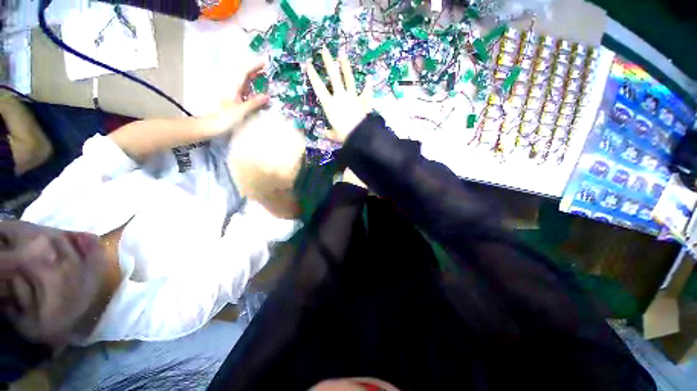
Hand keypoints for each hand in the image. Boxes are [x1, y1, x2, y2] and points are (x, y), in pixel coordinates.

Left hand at [207, 61, 269, 135]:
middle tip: (266, 67)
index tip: (266, 61)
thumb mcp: (240, 112)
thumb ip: (253, 103)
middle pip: (242, 71)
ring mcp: (229, 90)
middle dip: (254, 68)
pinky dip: (249, 83)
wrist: (208, 126)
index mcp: (232, 86)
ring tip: (263, 75)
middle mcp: (230, 85)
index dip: (255, 65)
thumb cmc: (223, 119)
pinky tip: (254, 86)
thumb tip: (267, 96)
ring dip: (251, 74)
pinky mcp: (230, 97)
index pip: (244, 71)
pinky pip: (241, 86)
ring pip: (241, 78)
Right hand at [305, 47, 371, 142]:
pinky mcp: (363, 100)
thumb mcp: (333, 135)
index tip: (308, 63)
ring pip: (348, 78)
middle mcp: (340, 97)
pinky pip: (366, 92)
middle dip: (328, 62)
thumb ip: (328, 133)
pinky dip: (368, 86)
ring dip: (345, 66)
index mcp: (330, 104)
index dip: (313, 75)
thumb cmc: (343, 135)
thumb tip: (322, 133)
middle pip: (333, 76)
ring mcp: (352, 97)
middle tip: (324, 49)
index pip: (318, 87)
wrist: (359, 134)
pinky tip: (369, 78)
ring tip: (342, 54)